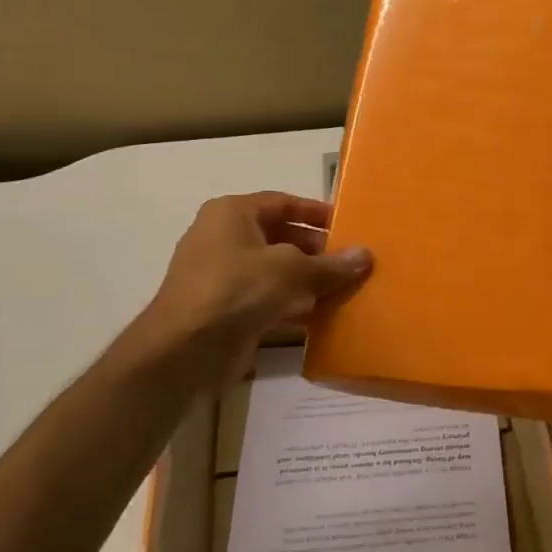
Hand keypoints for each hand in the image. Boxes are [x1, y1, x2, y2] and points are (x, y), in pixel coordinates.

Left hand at [135, 192, 371, 379]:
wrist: (185, 349)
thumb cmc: (237, 289)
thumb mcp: (291, 270)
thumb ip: (330, 263)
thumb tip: (365, 255)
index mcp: (232, 213)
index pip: (282, 202)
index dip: (316, 212)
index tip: (347, 224)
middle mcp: (224, 238)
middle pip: (280, 236)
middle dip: (316, 249)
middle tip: (350, 261)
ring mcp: (222, 275)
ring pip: (275, 270)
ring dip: (308, 279)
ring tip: (344, 288)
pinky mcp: (225, 308)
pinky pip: (267, 297)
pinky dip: (292, 303)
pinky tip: (320, 315)